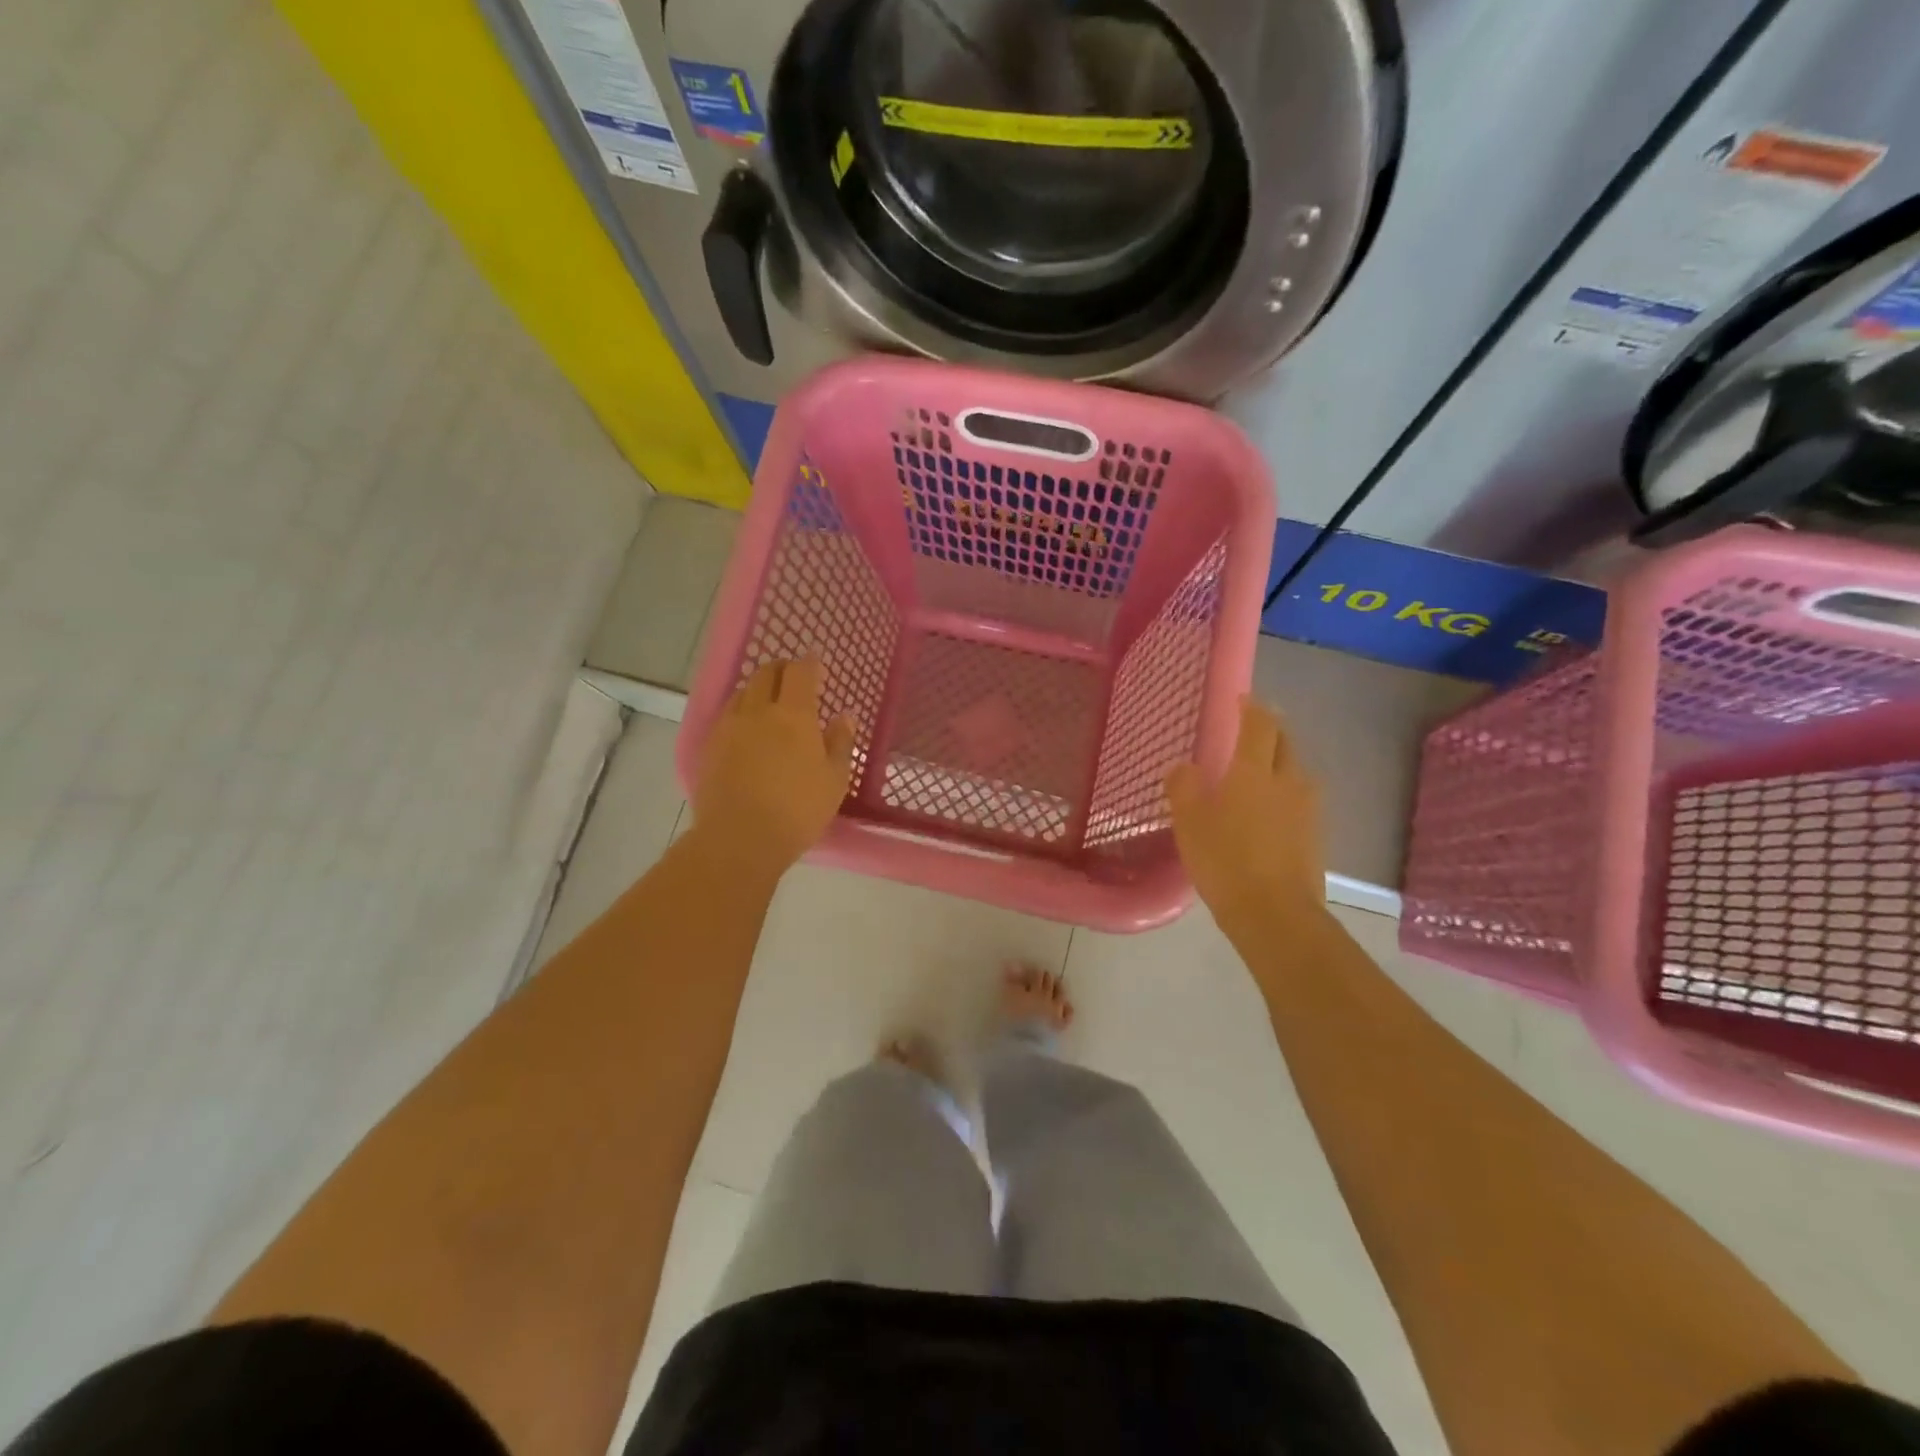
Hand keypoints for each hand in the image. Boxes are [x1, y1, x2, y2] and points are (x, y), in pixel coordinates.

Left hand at [691, 658, 854, 878]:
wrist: (739, 838)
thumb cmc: (798, 810)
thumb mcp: (834, 780)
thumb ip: (840, 743)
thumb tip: (844, 716)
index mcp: (794, 714)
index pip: (800, 672)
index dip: (809, 662)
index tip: (816, 662)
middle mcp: (758, 711)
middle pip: (765, 673)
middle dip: (781, 669)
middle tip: (793, 678)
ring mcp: (728, 727)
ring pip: (742, 692)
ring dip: (757, 688)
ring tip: (768, 702)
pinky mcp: (709, 746)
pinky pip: (726, 715)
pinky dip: (740, 711)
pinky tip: (746, 729)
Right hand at [1165, 697, 1324, 927]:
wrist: (1275, 914)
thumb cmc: (1225, 860)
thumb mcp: (1189, 823)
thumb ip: (1183, 787)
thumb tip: (1183, 766)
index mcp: (1255, 771)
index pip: (1259, 725)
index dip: (1251, 708)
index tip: (1241, 700)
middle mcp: (1288, 781)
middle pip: (1285, 743)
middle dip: (1271, 730)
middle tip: (1252, 729)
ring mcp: (1308, 809)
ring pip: (1296, 771)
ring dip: (1280, 762)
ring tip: (1259, 770)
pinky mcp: (1316, 835)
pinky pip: (1300, 800)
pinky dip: (1285, 793)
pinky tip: (1270, 810)